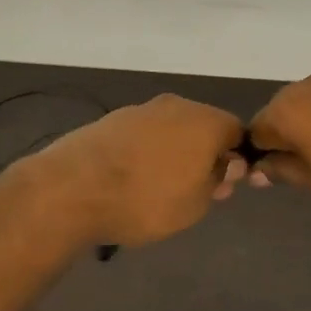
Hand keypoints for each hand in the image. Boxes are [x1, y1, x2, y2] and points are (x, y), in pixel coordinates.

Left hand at [37, 95, 248, 247]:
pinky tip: (131, 178)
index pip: (237, 131)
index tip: (223, 185)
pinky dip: (144, 151)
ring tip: (158, 187)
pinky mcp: (112, 119)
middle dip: (203, 153)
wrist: (73, 188)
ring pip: (170, 128)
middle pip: (202, 125)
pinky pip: (142, 133)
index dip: (236, 157)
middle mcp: (176, 106)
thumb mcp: (195, 205)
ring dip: (172, 152)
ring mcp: (141, 109)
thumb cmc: (146, 200)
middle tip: (193, 190)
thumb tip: (229, 164)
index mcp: (205, 122)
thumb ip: (217, 180)